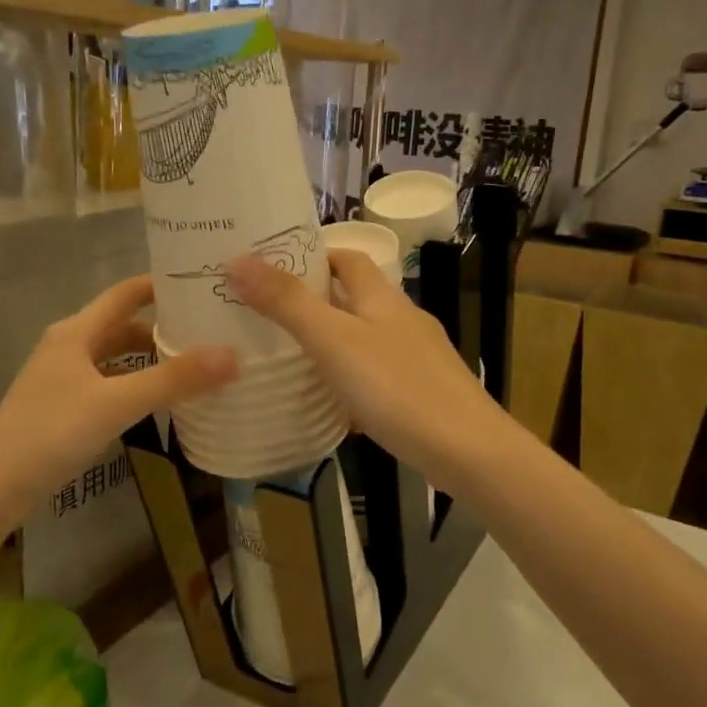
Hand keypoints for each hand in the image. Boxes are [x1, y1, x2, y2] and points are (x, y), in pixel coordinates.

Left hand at [0, 276, 236, 507]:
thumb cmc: (51, 433)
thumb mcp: (117, 403)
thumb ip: (174, 380)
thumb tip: (233, 355)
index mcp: (77, 332)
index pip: (126, 293)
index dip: (161, 284)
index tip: (203, 284)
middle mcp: (69, 346)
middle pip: (124, 325)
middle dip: (165, 327)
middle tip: (211, 331)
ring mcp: (64, 378)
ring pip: (117, 357)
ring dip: (151, 358)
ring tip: (195, 365)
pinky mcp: (64, 407)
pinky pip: (110, 384)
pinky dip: (137, 385)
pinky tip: (160, 402)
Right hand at [225, 251, 502, 486]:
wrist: (468, 450)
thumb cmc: (397, 388)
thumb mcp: (334, 342)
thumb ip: (288, 303)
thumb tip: (238, 258)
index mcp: (383, 298)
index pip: (347, 258)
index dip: (313, 255)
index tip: (271, 268)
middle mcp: (402, 320)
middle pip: (355, 297)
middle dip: (315, 300)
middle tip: (266, 314)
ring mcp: (416, 357)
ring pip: (365, 338)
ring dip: (331, 341)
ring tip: (288, 356)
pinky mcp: (421, 392)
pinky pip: (376, 375)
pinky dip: (350, 380)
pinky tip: (331, 403)